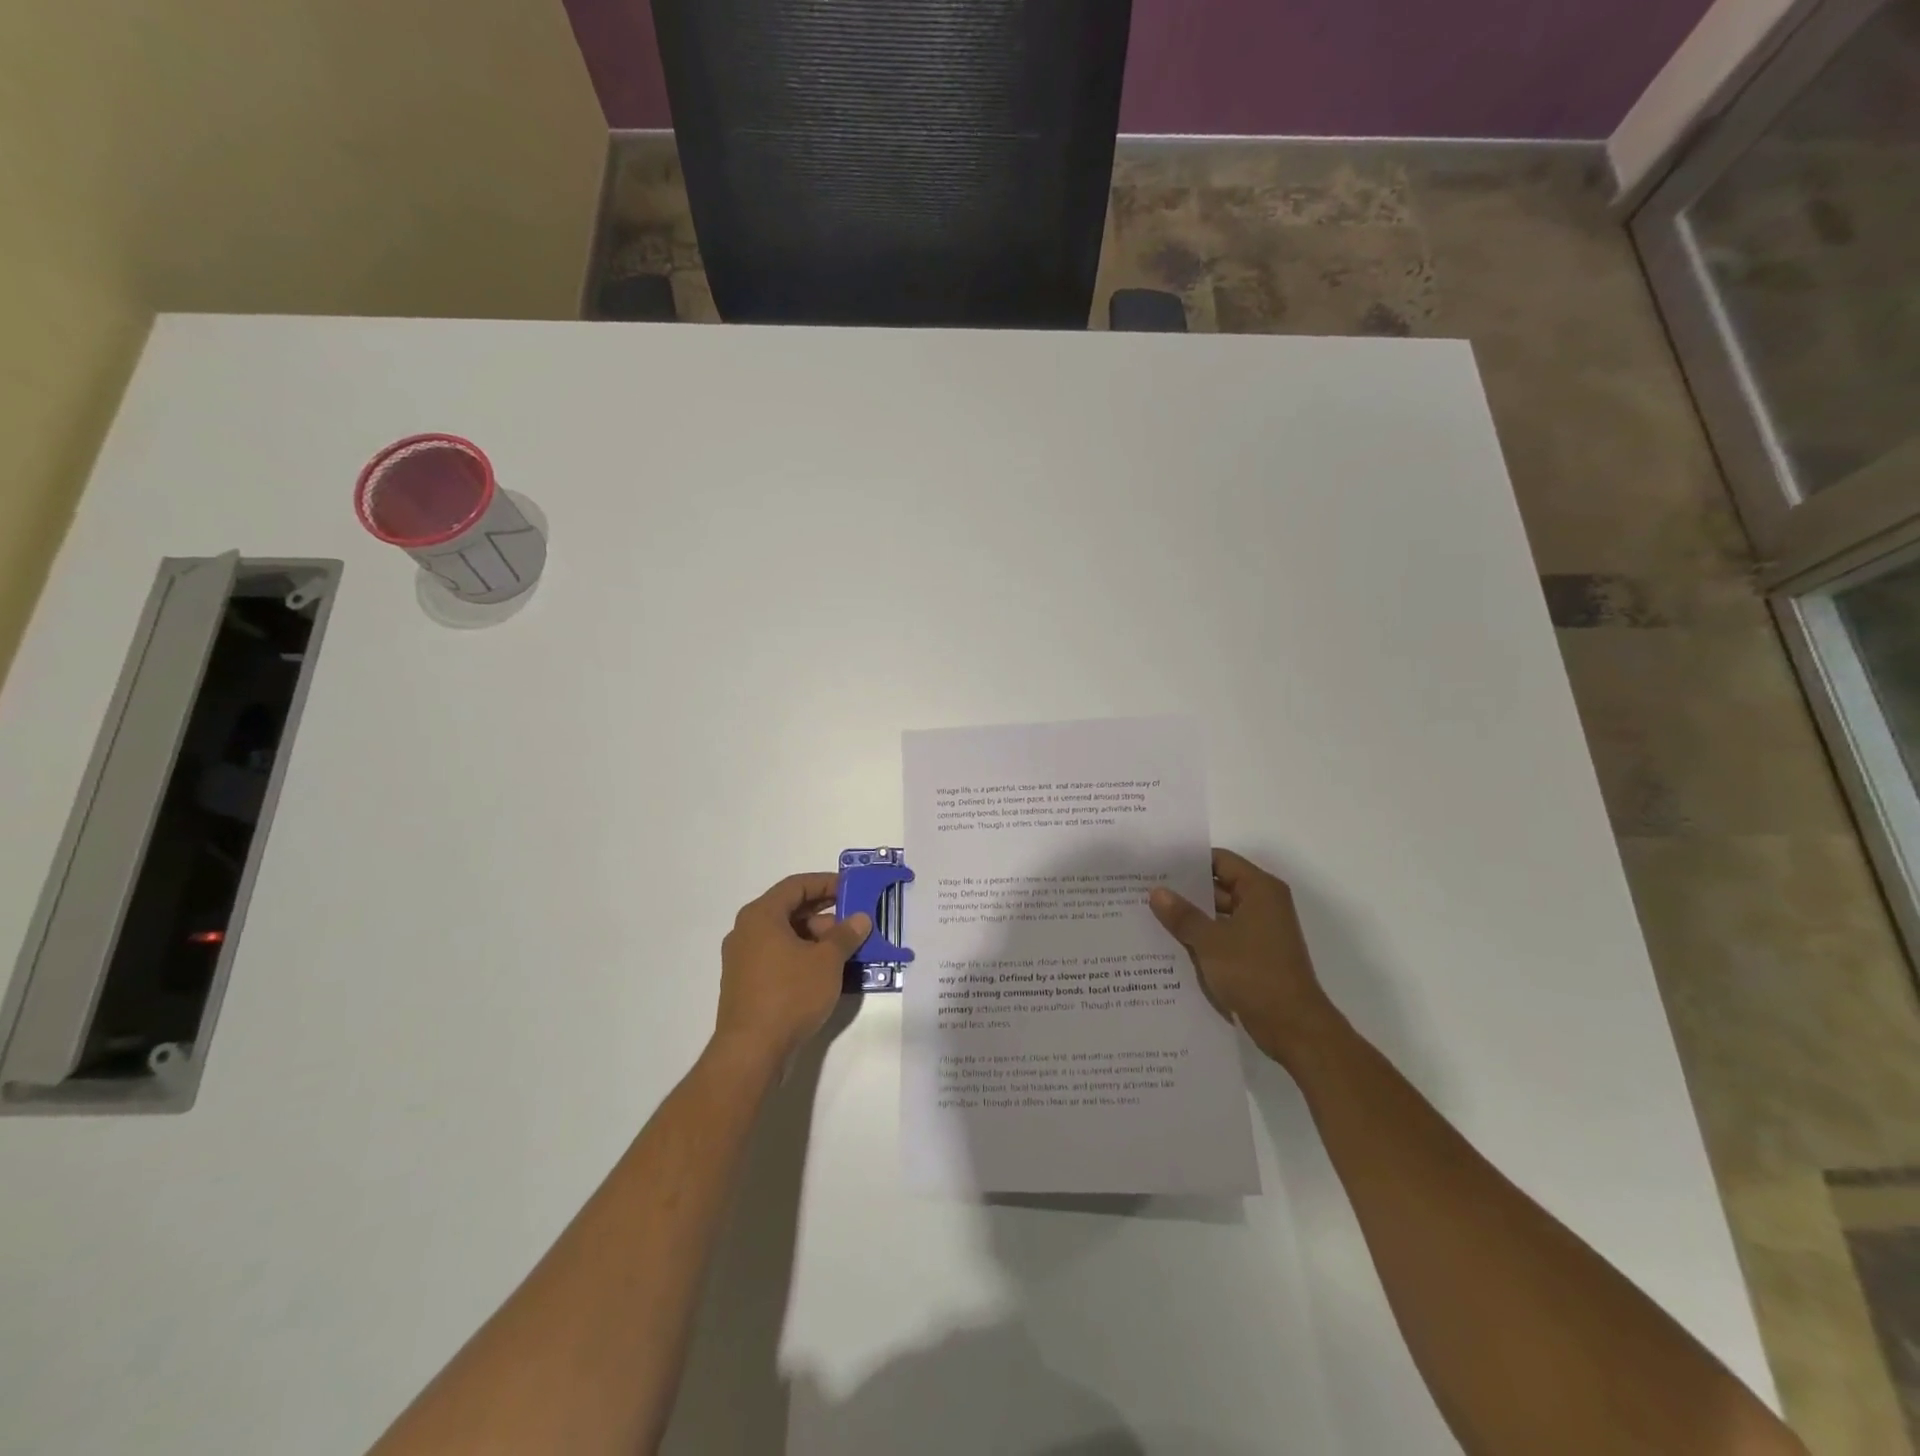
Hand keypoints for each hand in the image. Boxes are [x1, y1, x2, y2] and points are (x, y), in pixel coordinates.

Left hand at [714, 873, 870, 1065]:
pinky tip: (825, 973)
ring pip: (784, 936)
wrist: (751, 1051)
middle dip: (824, 914)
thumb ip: (845, 935)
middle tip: (854, 922)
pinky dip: (801, 957)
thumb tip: (860, 918)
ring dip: (815, 938)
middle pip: (789, 910)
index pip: (796, 885)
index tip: (852, 889)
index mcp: (761, 916)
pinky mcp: (745, 984)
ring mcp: (742, 959)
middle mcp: (746, 931)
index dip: (826, 883)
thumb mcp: (827, 961)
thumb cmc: (789, 994)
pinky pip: (777, 958)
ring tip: (845, 951)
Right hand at [1149, 849, 1335, 1064]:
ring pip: (1219, 914)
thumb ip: (1182, 915)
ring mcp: (1261, 932)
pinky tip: (1172, 943)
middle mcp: (1264, 905)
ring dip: (1192, 917)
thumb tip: (1157, 891)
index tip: (1157, 865)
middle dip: (1185, 890)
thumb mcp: (1210, 941)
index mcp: (1260, 890)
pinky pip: (1224, 937)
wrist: (1293, 1027)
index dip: (1189, 861)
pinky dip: (1202, 938)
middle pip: (1219, 886)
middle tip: (1146, 890)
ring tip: (1152, 916)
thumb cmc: (1254, 973)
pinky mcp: (1256, 956)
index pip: (1220, 860)